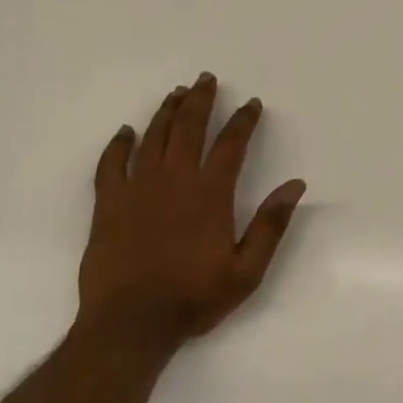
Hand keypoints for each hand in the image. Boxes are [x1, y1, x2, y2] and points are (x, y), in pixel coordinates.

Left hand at [76, 74, 306, 352]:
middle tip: (206, 79)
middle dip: (201, 100)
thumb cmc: (194, 297)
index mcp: (210, 194)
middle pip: (189, 128)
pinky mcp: (108, 204)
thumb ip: (271, 224)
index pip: (231, 144)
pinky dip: (118, 144)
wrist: (131, 323)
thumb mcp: (247, 270)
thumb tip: (295, 185)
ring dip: (166, 112)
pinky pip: (110, 164)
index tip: (252, 103)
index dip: (244, 121)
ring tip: (177, 93)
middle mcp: (174, 181)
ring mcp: (137, 189)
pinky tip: (126, 132)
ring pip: (153, 138)